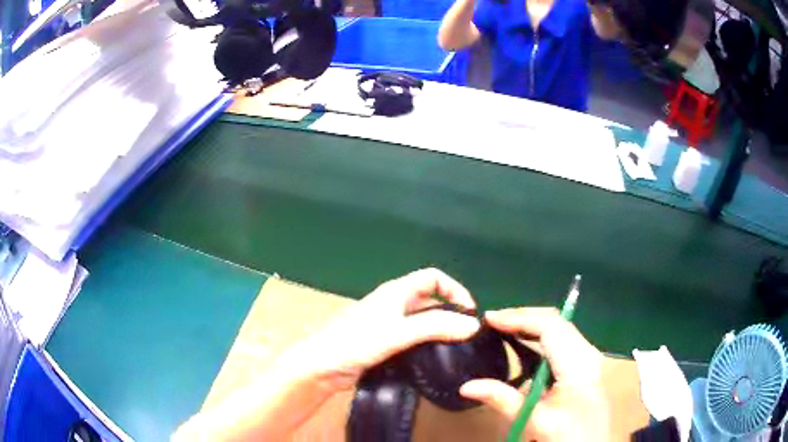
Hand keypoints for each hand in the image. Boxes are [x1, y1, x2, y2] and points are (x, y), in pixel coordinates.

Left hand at [297, 268, 481, 391]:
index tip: (470, 312)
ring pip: (422, 321)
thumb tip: (474, 325)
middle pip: (430, 299)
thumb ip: (435, 327)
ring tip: (458, 347)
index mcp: (396, 292)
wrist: (323, 366)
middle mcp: (394, 304)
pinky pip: (413, 338)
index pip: (433, 277)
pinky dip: (427, 343)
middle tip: (467, 334)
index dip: (454, 289)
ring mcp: (389, 324)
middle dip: (450, 311)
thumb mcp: (398, 333)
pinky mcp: (385, 343)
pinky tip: (436, 358)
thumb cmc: (356, 342)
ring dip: (440, 329)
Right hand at [459, 308, 610, 441]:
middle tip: (493, 321)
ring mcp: (588, 357)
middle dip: (524, 316)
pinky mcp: (585, 365)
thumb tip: (466, 386)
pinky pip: (563, 339)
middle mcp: (587, 353)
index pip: (549, 327)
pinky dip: (541, 336)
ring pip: (560, 328)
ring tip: (504, 327)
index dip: (519, 318)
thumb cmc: (567, 436)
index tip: (490, 319)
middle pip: (556, 321)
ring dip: (532, 324)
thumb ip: (502, 400)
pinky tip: (525, 342)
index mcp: (578, 364)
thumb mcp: (534, 421)